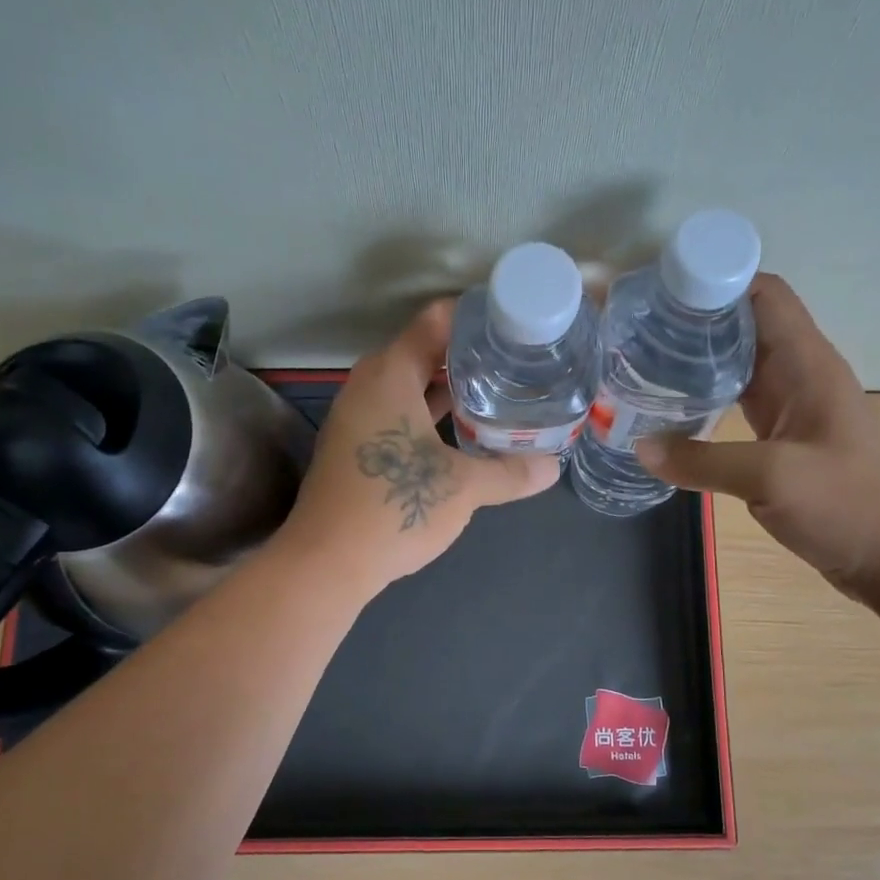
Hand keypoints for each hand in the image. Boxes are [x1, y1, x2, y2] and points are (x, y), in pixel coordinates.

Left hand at [281, 299, 560, 591]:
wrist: (326, 562)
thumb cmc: (394, 508)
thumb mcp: (463, 487)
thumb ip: (510, 472)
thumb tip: (553, 467)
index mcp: (390, 374)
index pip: (436, 321)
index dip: (477, 317)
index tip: (516, 324)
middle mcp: (368, 385)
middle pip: (425, 352)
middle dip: (471, 357)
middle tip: (518, 362)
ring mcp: (357, 417)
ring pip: (412, 387)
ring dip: (452, 390)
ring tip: (500, 393)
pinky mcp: (356, 447)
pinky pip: (400, 414)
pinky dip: (431, 416)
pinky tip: (464, 435)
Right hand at [636, 273, 879, 601]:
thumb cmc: (845, 506)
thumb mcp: (772, 478)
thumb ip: (702, 461)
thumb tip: (640, 447)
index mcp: (807, 363)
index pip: (764, 293)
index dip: (717, 280)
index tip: (662, 290)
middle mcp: (799, 372)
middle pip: (743, 322)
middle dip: (693, 317)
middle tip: (636, 327)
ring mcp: (790, 403)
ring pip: (736, 360)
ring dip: (695, 355)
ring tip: (642, 357)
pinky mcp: (779, 433)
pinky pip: (735, 395)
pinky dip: (702, 392)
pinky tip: (668, 404)